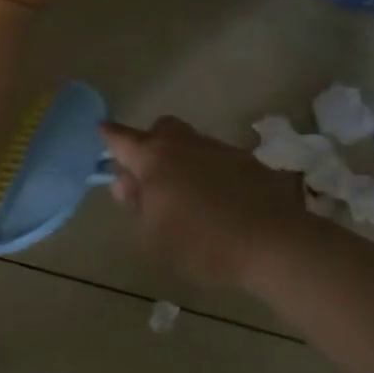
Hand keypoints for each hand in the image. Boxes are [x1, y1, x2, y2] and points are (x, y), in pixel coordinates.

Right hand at [100, 117, 309, 289]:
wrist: (272, 241)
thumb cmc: (201, 243)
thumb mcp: (155, 236)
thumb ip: (136, 205)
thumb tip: (124, 182)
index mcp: (154, 158)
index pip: (121, 139)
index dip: (109, 136)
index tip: (101, 130)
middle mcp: (184, 143)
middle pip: (160, 129)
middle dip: (150, 142)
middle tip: (149, 173)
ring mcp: (217, 148)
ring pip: (190, 143)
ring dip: (182, 160)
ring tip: (187, 195)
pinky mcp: (246, 160)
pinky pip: (216, 159)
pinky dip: (210, 173)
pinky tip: (217, 201)